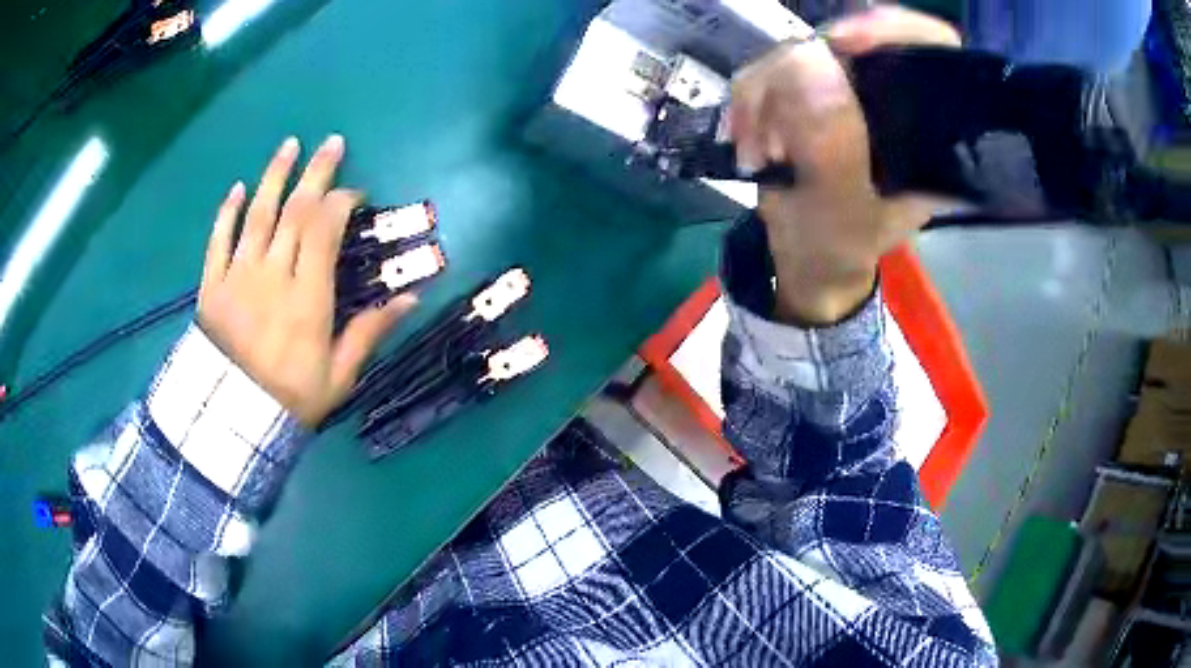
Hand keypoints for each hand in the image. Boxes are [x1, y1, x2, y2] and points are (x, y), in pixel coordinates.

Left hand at [197, 135, 414, 426]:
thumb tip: (411, 297)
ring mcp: (239, 275)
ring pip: (258, 214)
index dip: (341, 202)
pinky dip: (227, 212)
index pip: (324, 229)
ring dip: (275, 176)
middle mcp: (273, 273)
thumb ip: (371, 331)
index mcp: (307, 295)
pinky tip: (238, 188)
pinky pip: (219, 240)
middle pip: (295, 210)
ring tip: (290, 145)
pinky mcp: (213, 284)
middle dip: (316, 173)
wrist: (234, 420)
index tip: (355, 194)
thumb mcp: (339, 374)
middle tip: (332, 143)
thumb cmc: (291, 398)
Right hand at [727, 6, 960, 323]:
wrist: (807, 260)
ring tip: (759, 148)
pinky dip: (751, 100)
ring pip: (803, 50)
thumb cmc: (836, 249)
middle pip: (855, 39)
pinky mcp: (813, 91)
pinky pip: (772, 67)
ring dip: (765, 94)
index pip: (933, 48)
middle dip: (801, 72)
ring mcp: (851, 91)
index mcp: (930, 130)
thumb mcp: (840, 213)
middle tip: (772, 123)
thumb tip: (809, 59)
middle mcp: (896, 99)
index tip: (842, 40)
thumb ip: (833, 148)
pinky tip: (752, 139)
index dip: (893, 30)